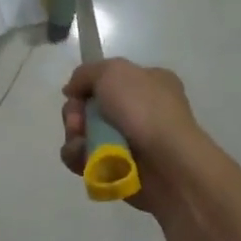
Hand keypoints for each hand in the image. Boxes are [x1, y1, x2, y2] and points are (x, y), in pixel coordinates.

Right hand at [59, 59, 206, 211]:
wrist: (168, 164)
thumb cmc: (145, 110)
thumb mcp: (114, 71)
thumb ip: (86, 73)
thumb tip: (71, 91)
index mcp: (148, 83)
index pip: (106, 80)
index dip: (86, 87)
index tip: (75, 94)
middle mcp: (139, 111)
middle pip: (89, 108)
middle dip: (75, 114)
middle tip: (76, 122)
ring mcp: (129, 142)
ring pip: (84, 135)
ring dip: (75, 136)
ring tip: (81, 144)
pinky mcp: (118, 168)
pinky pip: (86, 160)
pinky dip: (79, 158)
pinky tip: (85, 159)